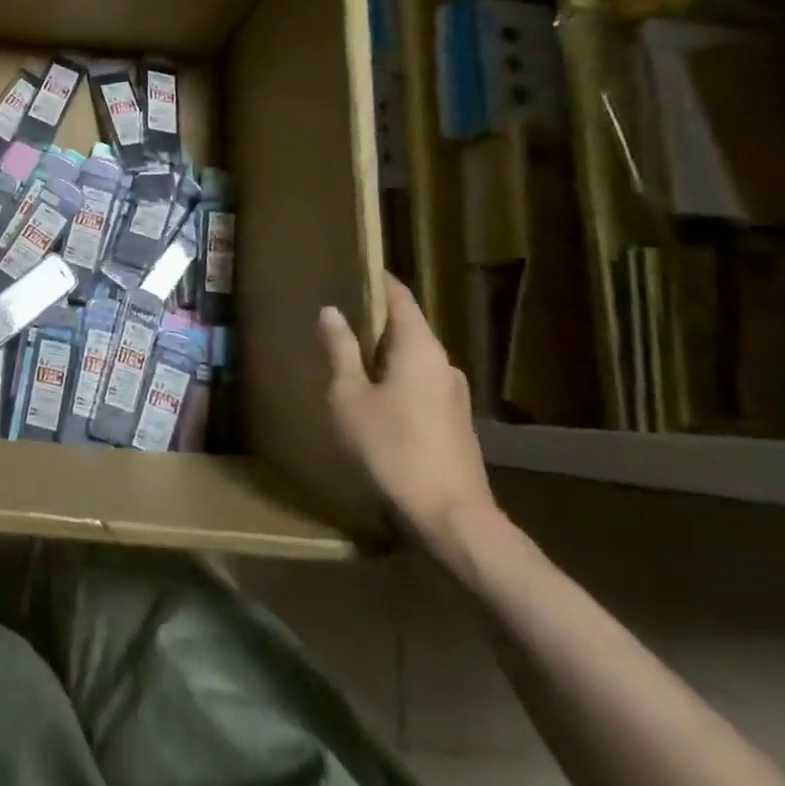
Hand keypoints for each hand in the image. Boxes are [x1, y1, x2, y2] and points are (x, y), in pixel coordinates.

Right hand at [319, 275, 496, 550]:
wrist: (451, 517)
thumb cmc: (392, 448)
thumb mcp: (349, 397)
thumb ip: (340, 351)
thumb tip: (331, 311)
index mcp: (420, 348)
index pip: (399, 297)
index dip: (376, 280)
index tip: (351, 268)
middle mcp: (443, 364)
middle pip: (407, 327)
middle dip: (372, 319)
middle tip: (336, 314)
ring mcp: (453, 395)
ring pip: (412, 359)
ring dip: (382, 353)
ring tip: (346, 356)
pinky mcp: (454, 423)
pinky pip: (419, 384)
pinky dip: (394, 378)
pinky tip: (370, 397)